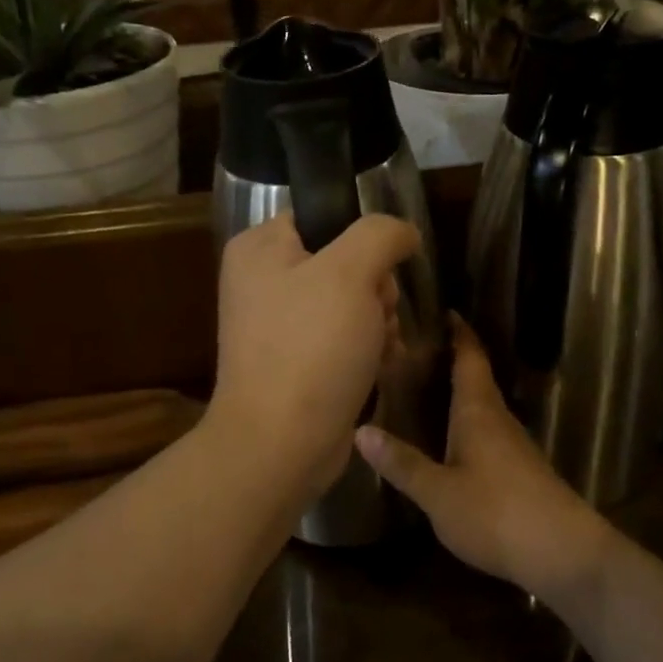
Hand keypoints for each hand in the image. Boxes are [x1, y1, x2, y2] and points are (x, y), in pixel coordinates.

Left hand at [208, 212, 420, 491]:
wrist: (281, 445)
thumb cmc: (311, 349)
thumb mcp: (350, 273)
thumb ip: (381, 235)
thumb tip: (403, 232)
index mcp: (259, 248)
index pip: (325, 216)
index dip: (362, 240)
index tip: (378, 271)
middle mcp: (263, 281)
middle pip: (344, 261)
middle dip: (375, 289)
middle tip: (376, 315)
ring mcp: (278, 324)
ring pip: (351, 301)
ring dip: (377, 321)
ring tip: (379, 346)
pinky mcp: (296, 360)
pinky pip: (343, 336)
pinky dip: (366, 348)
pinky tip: (378, 365)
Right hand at [356, 316, 609, 601]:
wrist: (563, 552)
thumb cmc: (495, 512)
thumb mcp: (438, 492)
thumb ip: (402, 463)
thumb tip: (360, 430)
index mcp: (478, 411)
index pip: (470, 358)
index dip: (460, 333)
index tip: (447, 311)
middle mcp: (499, 419)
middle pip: (478, 378)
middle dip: (455, 360)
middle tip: (420, 350)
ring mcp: (515, 445)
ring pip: (484, 406)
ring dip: (462, 392)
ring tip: (430, 388)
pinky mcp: (522, 470)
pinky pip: (490, 431)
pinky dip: (469, 422)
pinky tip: (454, 439)